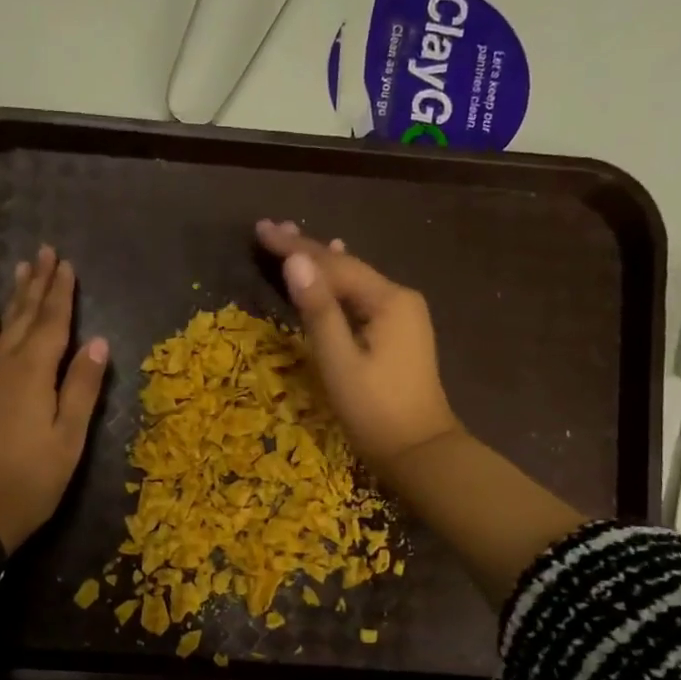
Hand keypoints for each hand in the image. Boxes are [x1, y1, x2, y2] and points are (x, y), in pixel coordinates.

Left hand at [0, 245, 109, 553]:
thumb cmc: (28, 480)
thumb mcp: (68, 439)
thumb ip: (82, 388)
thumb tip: (98, 342)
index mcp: (34, 373)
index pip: (52, 323)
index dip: (61, 293)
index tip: (67, 263)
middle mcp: (6, 366)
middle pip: (25, 317)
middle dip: (38, 285)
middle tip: (44, 252)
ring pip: (2, 327)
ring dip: (14, 298)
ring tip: (20, 270)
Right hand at [256, 220, 582, 603]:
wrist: (420, 451)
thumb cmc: (375, 411)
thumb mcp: (339, 362)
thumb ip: (318, 311)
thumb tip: (295, 262)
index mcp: (387, 300)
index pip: (333, 264)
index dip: (294, 247)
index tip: (260, 230)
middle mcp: (399, 298)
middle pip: (345, 266)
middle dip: (306, 248)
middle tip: (269, 228)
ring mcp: (403, 315)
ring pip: (353, 280)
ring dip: (321, 262)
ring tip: (293, 239)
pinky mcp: (399, 332)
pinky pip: (361, 296)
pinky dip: (339, 282)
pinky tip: (335, 268)